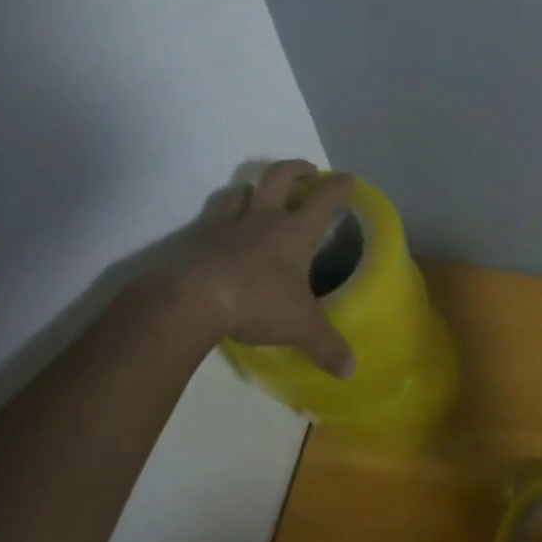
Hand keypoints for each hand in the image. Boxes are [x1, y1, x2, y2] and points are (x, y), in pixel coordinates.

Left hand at [135, 160, 355, 377]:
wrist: (189, 299)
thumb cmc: (255, 302)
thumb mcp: (299, 327)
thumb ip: (326, 345)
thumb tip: (351, 372)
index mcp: (293, 231)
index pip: (323, 199)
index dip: (338, 186)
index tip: (347, 178)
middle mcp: (262, 218)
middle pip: (280, 177)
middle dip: (296, 169)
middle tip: (307, 171)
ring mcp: (224, 224)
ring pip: (239, 190)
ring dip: (251, 188)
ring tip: (256, 195)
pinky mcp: (193, 237)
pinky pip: (209, 216)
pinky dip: (218, 218)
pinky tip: (217, 232)